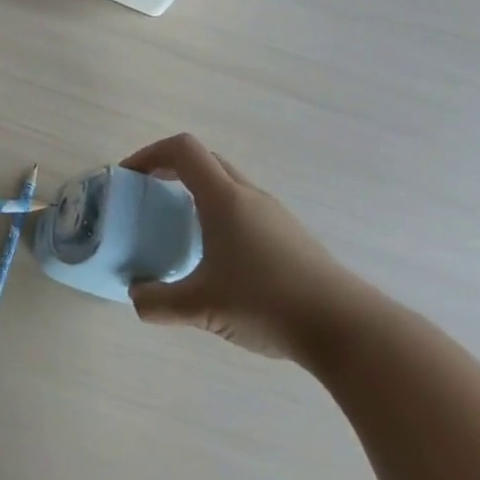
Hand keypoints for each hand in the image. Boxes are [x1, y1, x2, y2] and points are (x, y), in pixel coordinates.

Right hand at [121, 132, 374, 365]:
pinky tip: (218, 256)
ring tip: (180, 228)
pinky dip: (220, 214)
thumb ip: (157, 302)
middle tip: (149, 196)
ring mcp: (276, 215)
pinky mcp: (292, 236)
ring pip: (228, 185)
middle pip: (206, 161)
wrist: (347, 329)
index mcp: (224, 199)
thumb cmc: (266, 303)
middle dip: (170, 170)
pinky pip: (246, 208)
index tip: (131, 177)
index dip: (150, 154)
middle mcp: (250, 197)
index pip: (182, 150)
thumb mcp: (199, 308)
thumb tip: (135, 297)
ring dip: (198, 192)